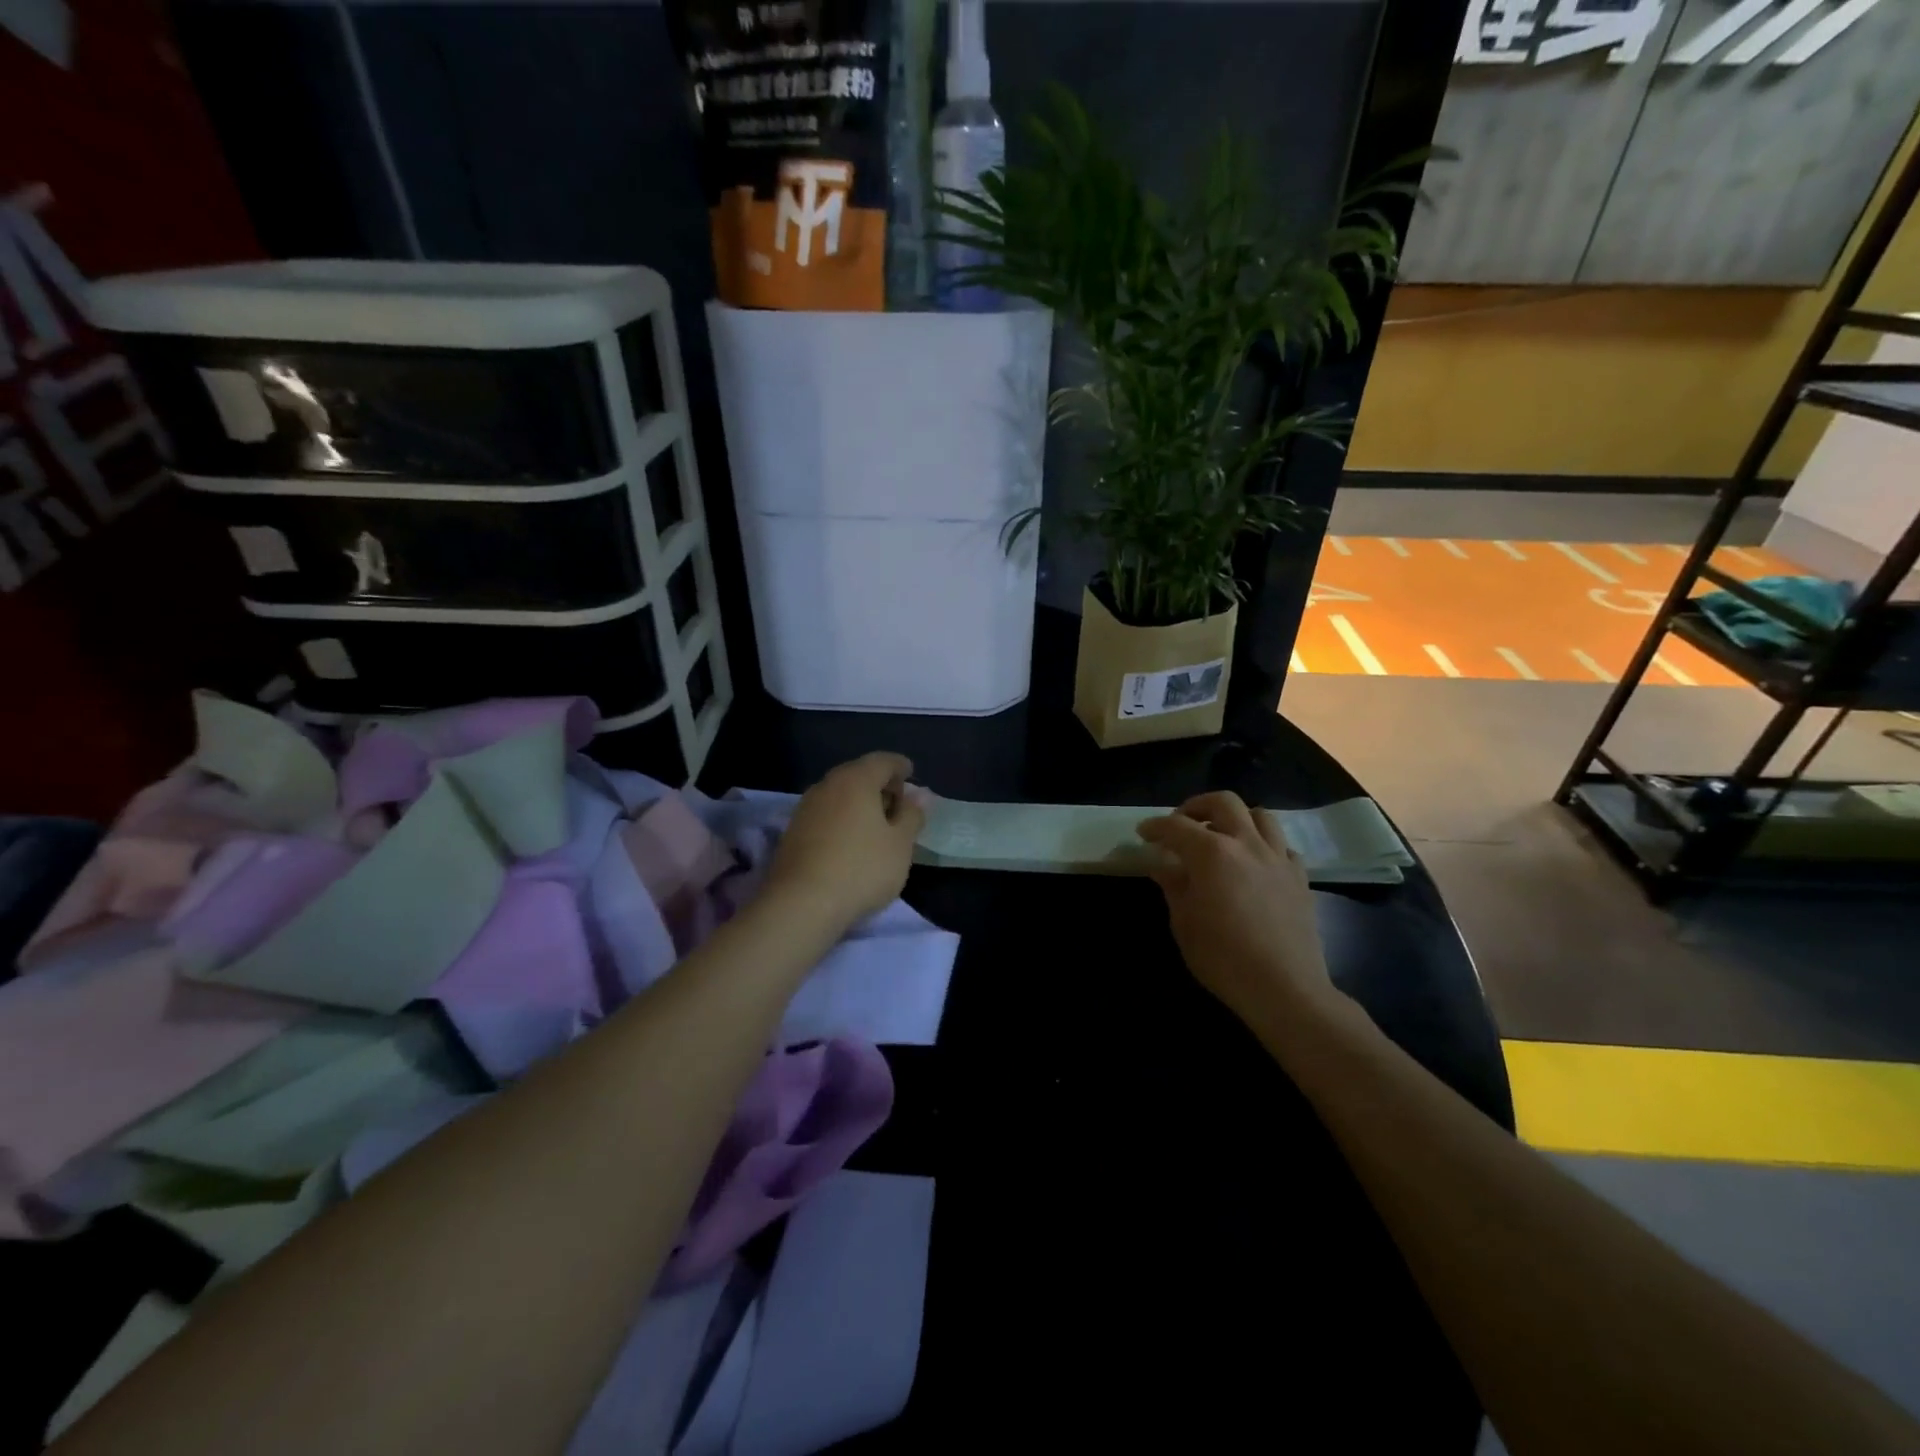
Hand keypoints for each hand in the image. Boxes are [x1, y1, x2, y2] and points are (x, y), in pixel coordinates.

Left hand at [763, 752, 927, 932]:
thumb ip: (911, 815)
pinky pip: (825, 813)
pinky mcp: (792, 831)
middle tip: (897, 803)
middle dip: (879, 784)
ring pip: (839, 794)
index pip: (883, 761)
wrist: (801, 903)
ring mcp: (805, 808)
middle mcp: (827, 785)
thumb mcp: (900, 844)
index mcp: (856, 780)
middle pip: (858, 774)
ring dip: (859, 802)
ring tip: (876, 825)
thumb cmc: (862, 868)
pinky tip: (850, 840)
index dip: (900, 766)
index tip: (911, 775)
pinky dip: (842, 818)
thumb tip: (918, 796)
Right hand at [1137, 792, 1337, 1026]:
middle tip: (1182, 823)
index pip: (1176, 827)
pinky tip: (1254, 864)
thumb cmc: (1223, 958)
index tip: (1143, 834)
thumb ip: (1173, 885)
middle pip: (1223, 802)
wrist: (1284, 988)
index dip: (1156, 827)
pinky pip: (1282, 846)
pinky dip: (1264, 845)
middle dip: (1197, 806)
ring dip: (1236, 818)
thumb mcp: (1184, 922)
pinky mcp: (1300, 878)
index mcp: (1212, 853)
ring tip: (1222, 836)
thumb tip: (1162, 865)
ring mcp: (1278, 858)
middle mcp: (1247, 844)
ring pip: (1260, 815)